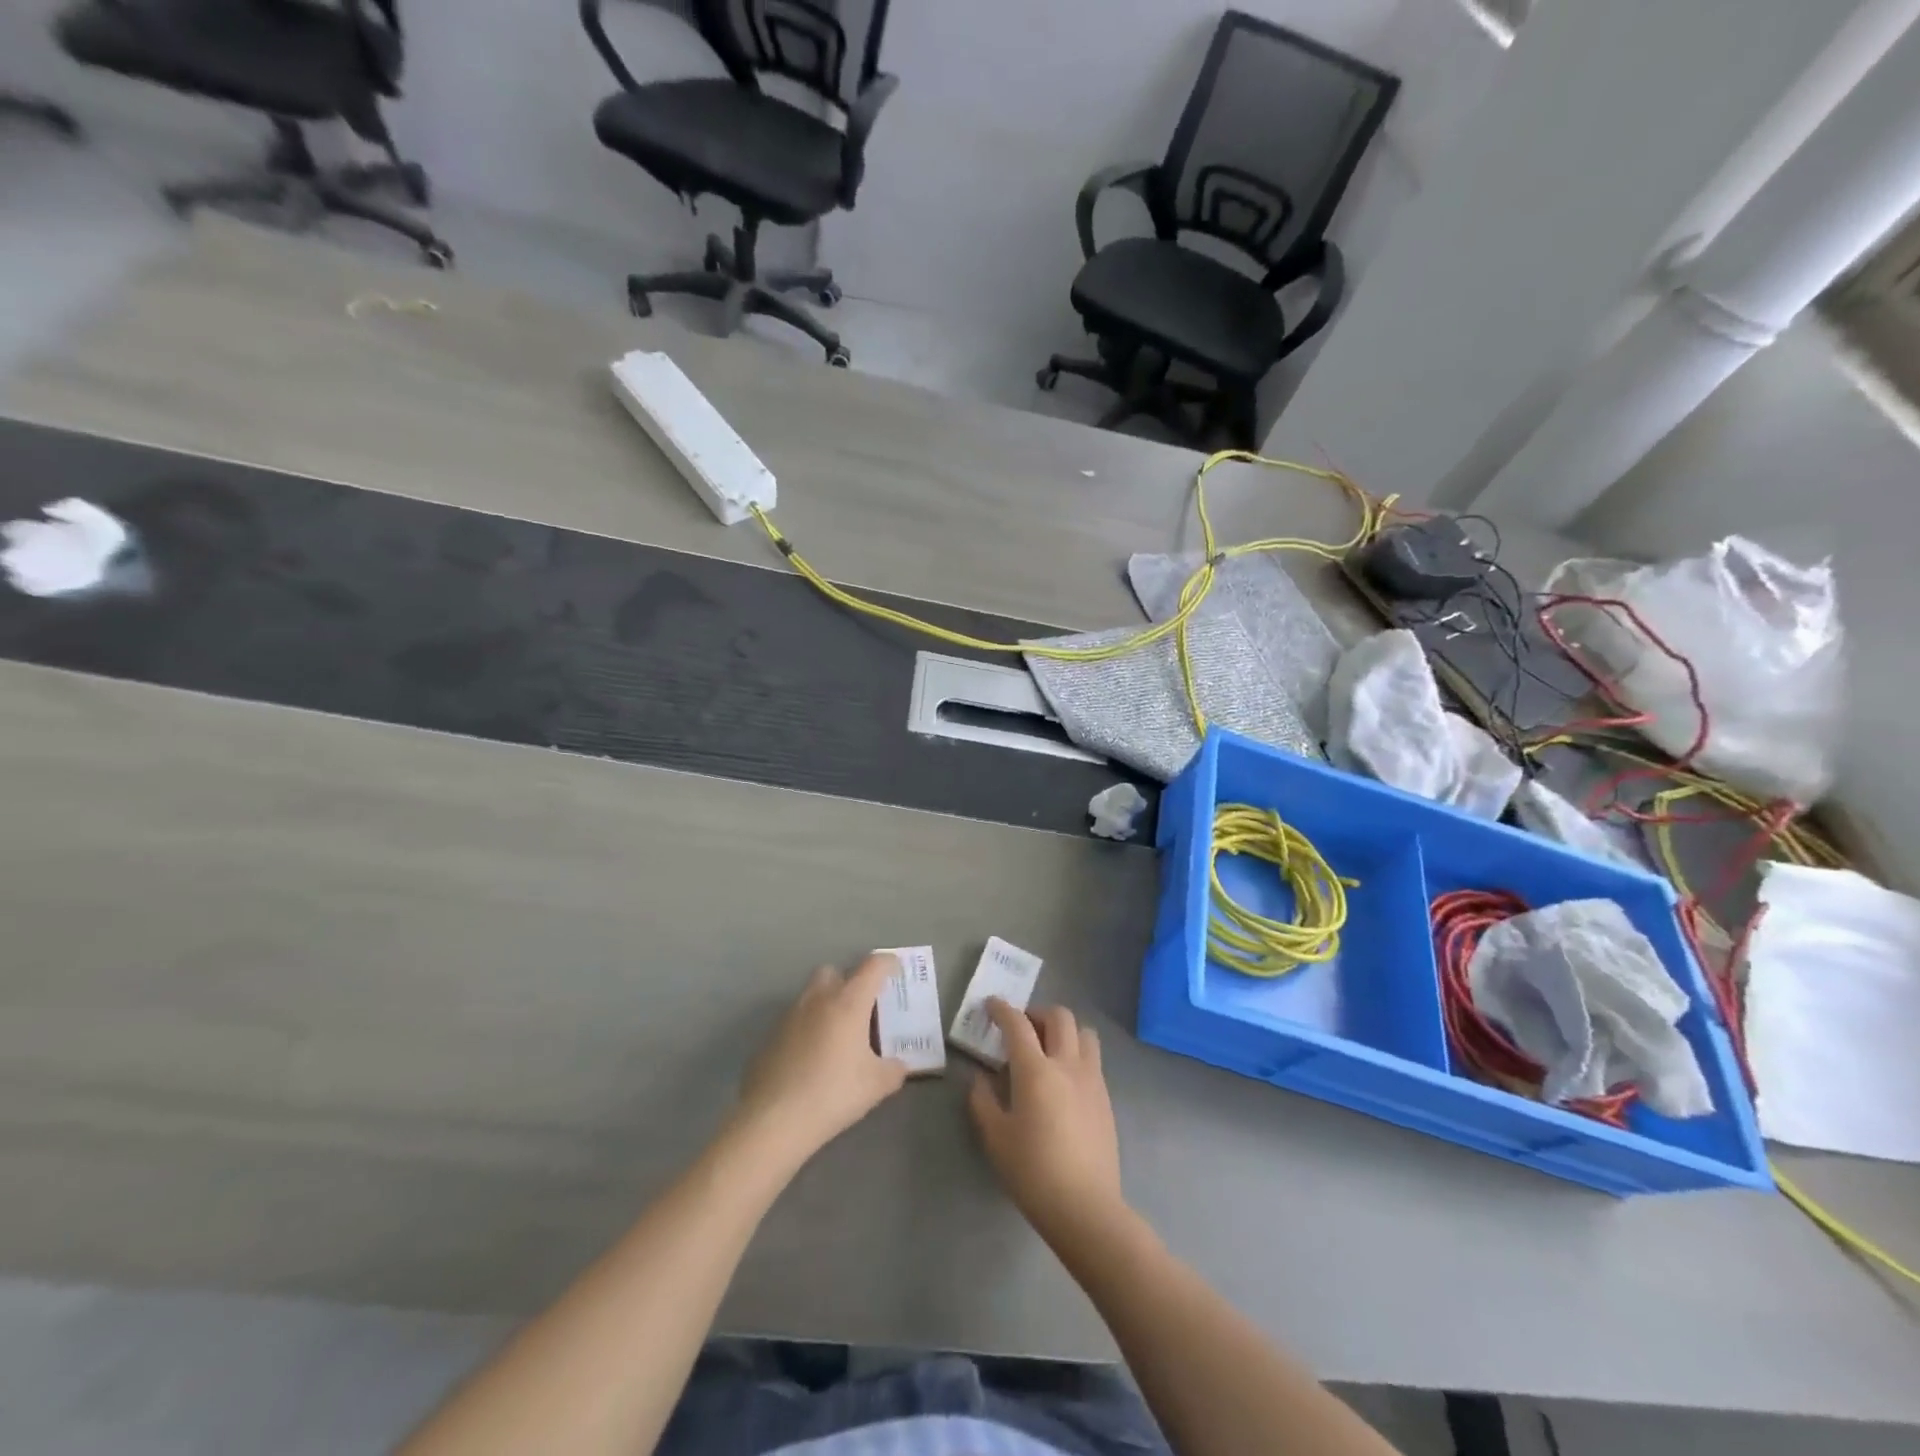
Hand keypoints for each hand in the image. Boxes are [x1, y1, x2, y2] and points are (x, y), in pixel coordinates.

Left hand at [734, 955, 909, 1168]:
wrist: (773, 1119)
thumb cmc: (833, 1093)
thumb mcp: (876, 1085)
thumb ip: (894, 1069)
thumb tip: (898, 1065)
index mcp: (848, 1002)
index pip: (873, 966)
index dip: (889, 964)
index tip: (897, 973)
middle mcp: (818, 999)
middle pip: (835, 972)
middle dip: (850, 982)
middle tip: (863, 1009)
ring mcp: (790, 1016)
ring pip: (811, 995)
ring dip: (827, 1006)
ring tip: (838, 1037)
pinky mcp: (770, 1036)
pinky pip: (795, 1021)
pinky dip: (807, 1029)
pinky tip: (812, 1059)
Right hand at [968, 999, 1124, 1248]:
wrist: (1086, 1207)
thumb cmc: (1033, 1172)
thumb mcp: (995, 1138)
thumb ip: (983, 1101)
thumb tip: (980, 1079)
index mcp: (1036, 1070)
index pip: (1018, 1024)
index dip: (1002, 1009)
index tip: (991, 1005)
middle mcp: (1067, 1064)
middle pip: (1058, 1016)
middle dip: (1036, 1013)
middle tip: (1021, 1029)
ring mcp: (1091, 1078)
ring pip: (1083, 1032)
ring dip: (1063, 1029)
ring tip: (1047, 1048)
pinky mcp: (1105, 1097)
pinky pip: (1092, 1058)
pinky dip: (1076, 1053)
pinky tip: (1063, 1079)